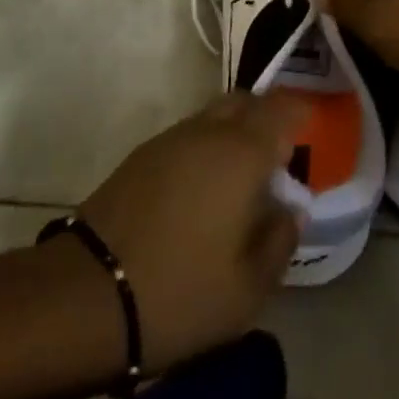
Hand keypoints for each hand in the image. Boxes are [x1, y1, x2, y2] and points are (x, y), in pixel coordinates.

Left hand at [78, 92, 306, 371]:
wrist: (85, 295)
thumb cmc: (180, 292)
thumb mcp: (248, 288)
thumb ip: (279, 241)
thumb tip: (290, 209)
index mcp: (241, 153)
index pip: (282, 109)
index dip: (301, 113)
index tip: (313, 133)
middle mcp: (207, 132)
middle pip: (245, 102)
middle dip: (267, 118)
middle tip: (279, 157)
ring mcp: (169, 140)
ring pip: (213, 117)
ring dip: (233, 133)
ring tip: (241, 179)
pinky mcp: (139, 157)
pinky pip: (187, 136)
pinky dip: (205, 148)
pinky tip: (202, 191)